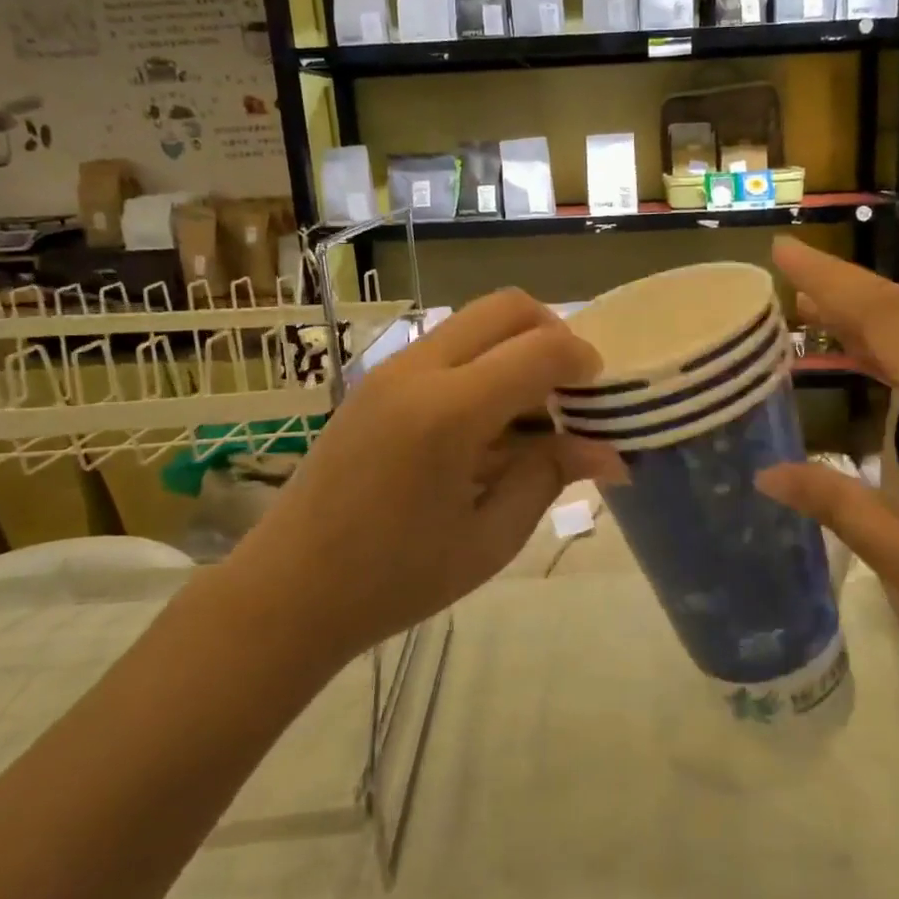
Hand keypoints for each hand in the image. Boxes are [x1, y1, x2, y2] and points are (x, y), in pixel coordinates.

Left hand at [227, 291, 623, 665]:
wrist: (288, 591)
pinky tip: (485, 422)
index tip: (601, 393)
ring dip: (515, 345)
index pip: (540, 350)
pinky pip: (444, 345)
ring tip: (528, 409)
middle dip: (553, 333)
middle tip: (569, 389)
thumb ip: (550, 476)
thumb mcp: (490, 538)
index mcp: (449, 413)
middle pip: (506, 307)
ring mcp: (388, 370)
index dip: (583, 362)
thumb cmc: (396, 579)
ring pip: (473, 320)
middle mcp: (417, 371)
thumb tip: (610, 453)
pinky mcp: (373, 381)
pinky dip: (483, 361)